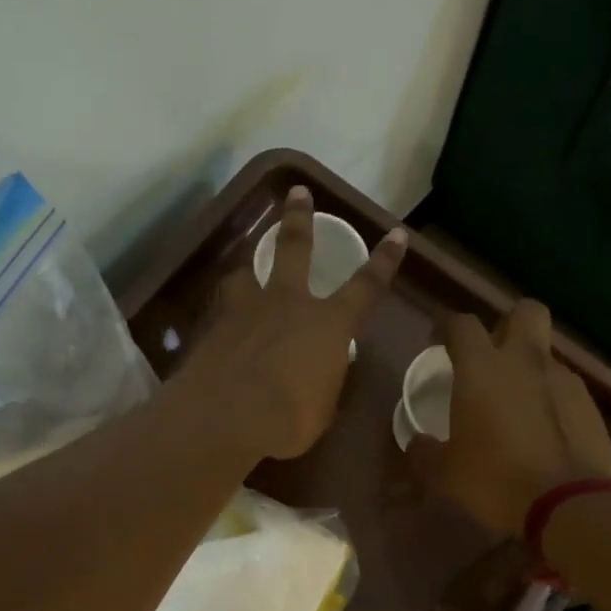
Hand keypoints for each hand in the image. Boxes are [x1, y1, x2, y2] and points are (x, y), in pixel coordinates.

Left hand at [177, 186, 405, 461]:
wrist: (225, 416)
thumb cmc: (288, 418)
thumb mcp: (322, 407)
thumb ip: (324, 382)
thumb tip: (320, 375)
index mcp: (328, 324)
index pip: (366, 286)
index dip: (384, 261)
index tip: (396, 233)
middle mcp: (289, 303)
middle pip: (295, 247)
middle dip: (300, 218)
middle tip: (298, 192)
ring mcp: (247, 309)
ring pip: (248, 272)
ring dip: (249, 267)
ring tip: (245, 270)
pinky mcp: (214, 326)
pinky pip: (223, 309)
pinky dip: (226, 312)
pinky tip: (220, 323)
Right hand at [409, 299, 610, 535]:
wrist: (569, 503)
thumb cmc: (496, 480)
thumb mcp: (446, 473)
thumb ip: (426, 452)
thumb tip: (417, 443)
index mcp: (482, 368)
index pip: (462, 324)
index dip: (448, 327)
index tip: (440, 341)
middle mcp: (525, 361)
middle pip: (524, 311)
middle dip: (508, 324)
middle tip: (494, 356)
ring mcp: (564, 380)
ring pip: (546, 354)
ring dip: (531, 369)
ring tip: (520, 407)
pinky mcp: (591, 405)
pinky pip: (567, 389)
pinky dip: (553, 401)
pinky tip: (546, 432)